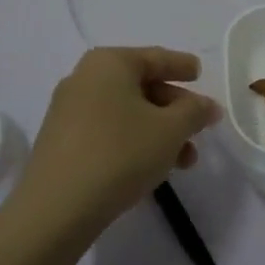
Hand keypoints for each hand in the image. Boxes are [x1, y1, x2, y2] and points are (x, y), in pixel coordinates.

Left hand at [16, 47, 221, 237]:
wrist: (57, 207)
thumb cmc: (120, 153)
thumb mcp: (170, 130)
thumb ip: (194, 112)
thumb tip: (207, 105)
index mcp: (109, 63)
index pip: (155, 57)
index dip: (181, 66)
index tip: (200, 73)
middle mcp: (85, 78)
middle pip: (141, 86)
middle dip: (175, 109)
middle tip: (200, 128)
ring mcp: (69, 110)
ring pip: (126, 113)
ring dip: (159, 132)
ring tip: (185, 161)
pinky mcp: (62, 141)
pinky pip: (108, 131)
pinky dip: (134, 141)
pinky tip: (153, 167)